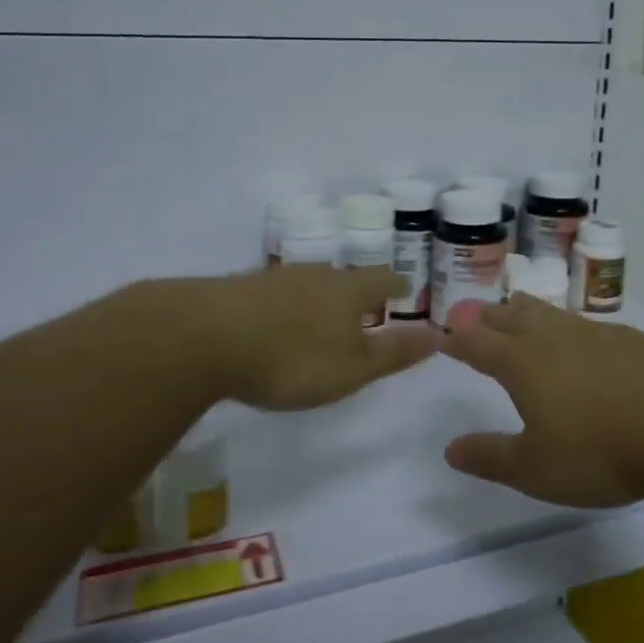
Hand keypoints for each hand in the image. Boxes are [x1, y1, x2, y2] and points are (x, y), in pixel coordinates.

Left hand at [200, 265, 440, 409]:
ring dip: (320, 299)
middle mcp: (314, 275)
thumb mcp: (352, 368)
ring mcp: (274, 279)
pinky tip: (275, 326)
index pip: (382, 280)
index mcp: (348, 290)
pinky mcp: (239, 290)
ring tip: (322, 318)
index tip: (404, 290)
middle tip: (365, 308)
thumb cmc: (292, 358)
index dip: (397, 286)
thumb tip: (439, 335)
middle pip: (344, 278)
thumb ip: (394, 353)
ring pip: (308, 284)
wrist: (204, 338)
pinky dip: (286, 308)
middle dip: (357, 292)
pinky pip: (275, 296)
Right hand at [440, 295, 643, 506]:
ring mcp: (592, 332)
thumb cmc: (601, 451)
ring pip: (547, 312)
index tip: (440, 335)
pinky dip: (565, 323)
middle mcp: (551, 337)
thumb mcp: (536, 470)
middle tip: (471, 313)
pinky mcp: (628, 337)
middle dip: (485, 316)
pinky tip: (578, 334)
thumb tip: (450, 449)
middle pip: (509, 317)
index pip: (476, 343)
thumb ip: (491, 457)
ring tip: (516, 306)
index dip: (455, 339)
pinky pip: (582, 322)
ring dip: (524, 309)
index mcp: (521, 364)